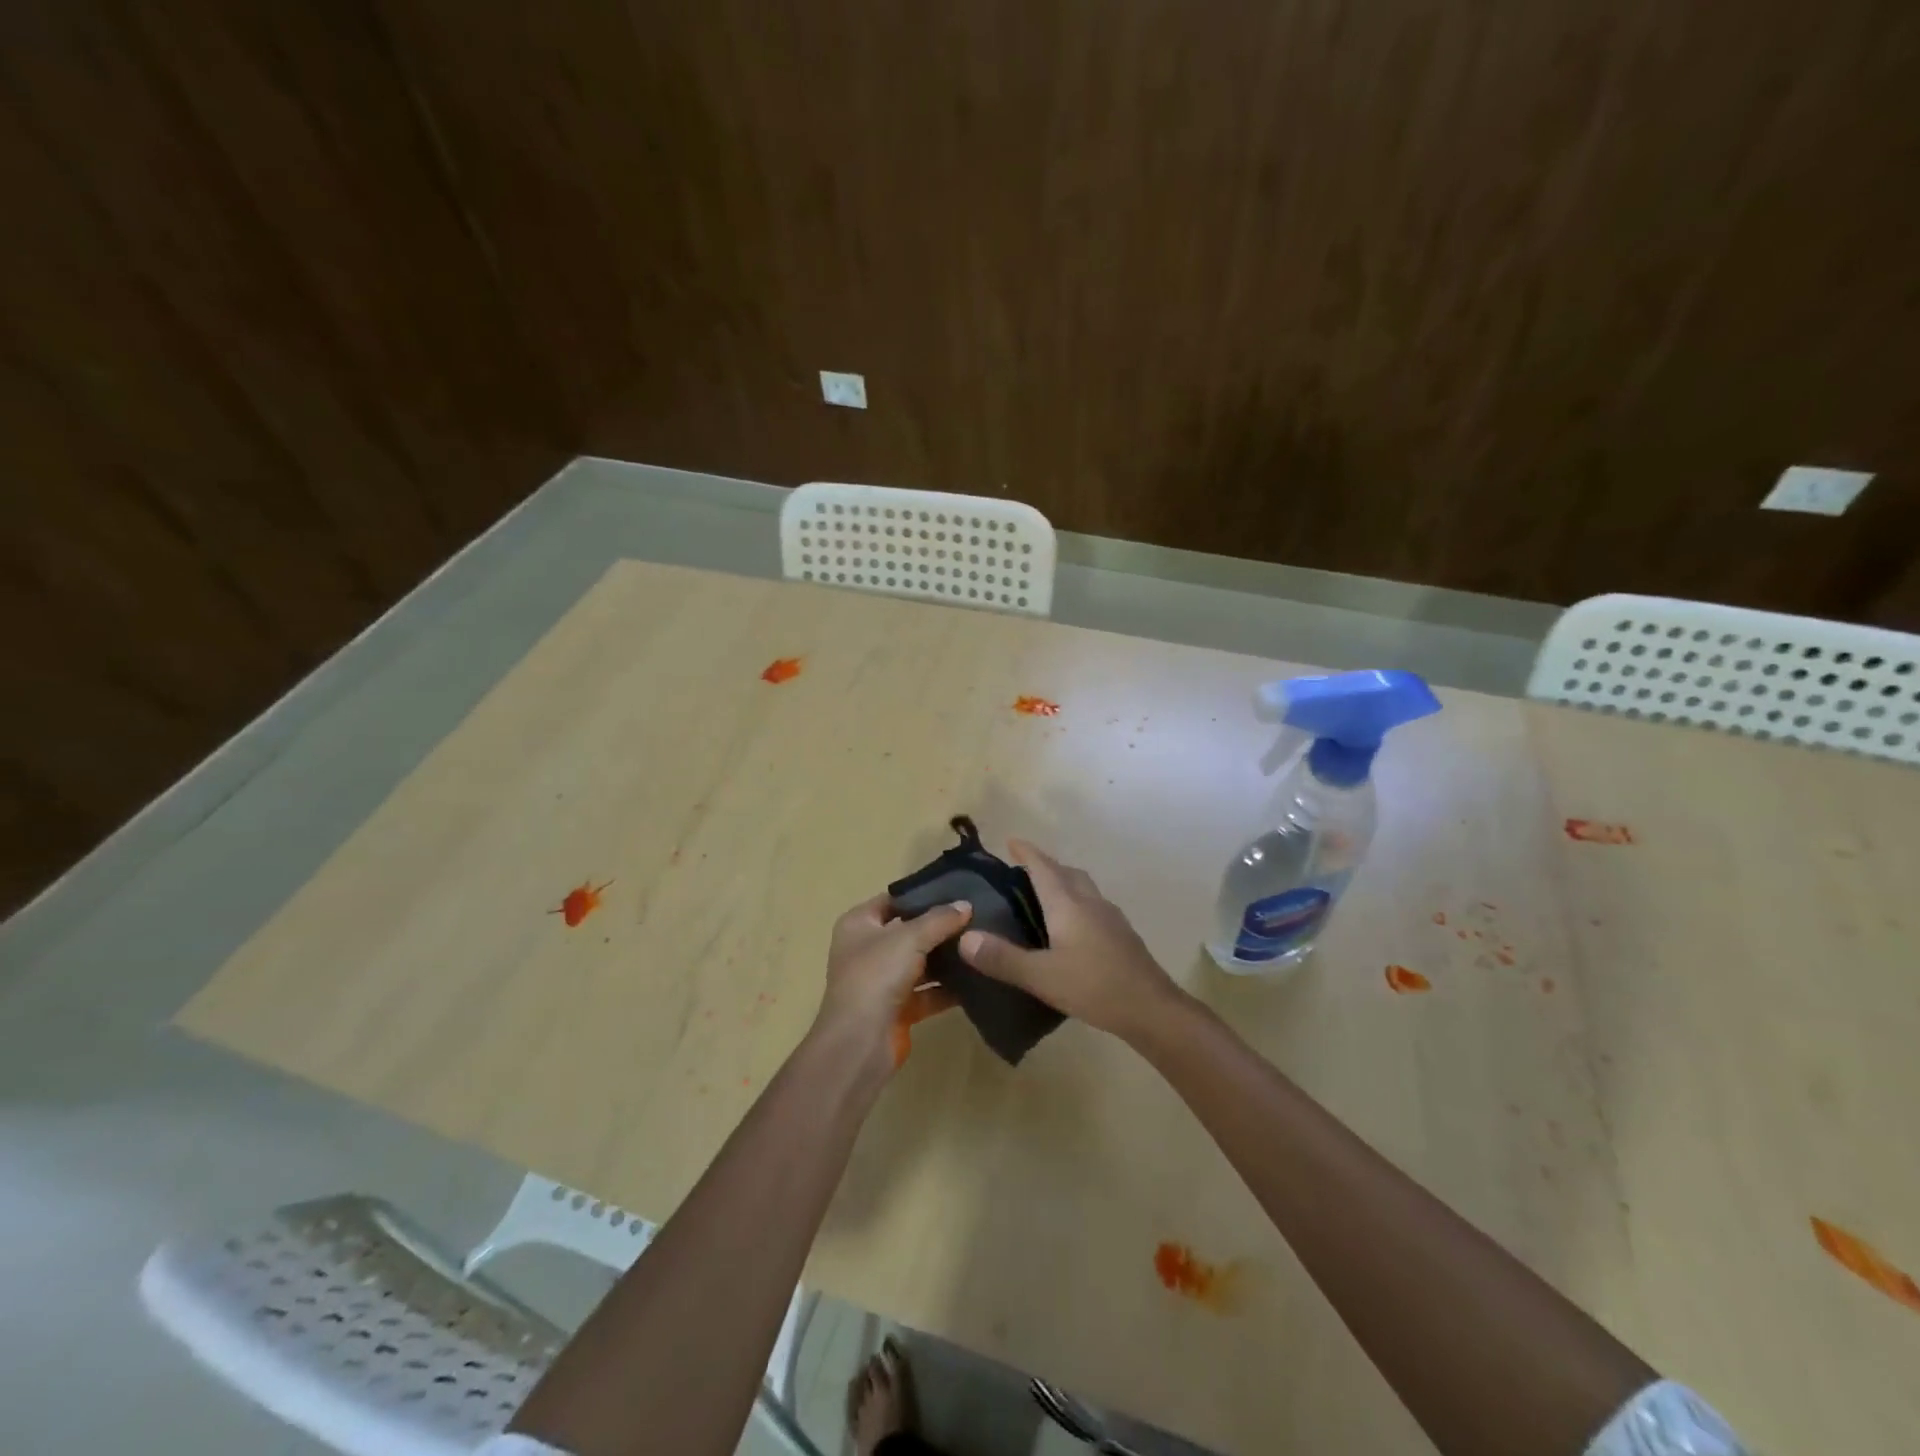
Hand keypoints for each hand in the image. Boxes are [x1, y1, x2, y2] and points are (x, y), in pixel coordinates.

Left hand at [814, 893, 971, 1078]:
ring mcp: (882, 981)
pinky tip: (976, 978)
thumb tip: (966, 905)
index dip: (921, 895)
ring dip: (946, 958)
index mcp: (858, 924)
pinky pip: (928, 992)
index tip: (957, 890)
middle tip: (976, 917)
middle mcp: (867, 950)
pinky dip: (947, 988)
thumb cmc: (876, 976)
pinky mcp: (898, 1009)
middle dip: (939, 927)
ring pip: (920, 963)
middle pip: (908, 931)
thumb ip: (940, 919)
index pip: (893, 900)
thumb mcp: (910, 937)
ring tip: (980, 944)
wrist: (860, 1043)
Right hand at [958, 840, 1181, 1041]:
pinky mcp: (1122, 935)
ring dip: (1063, 882)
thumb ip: (1002, 958)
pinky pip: (1093, 905)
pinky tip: (1071, 928)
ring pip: (1083, 888)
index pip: (1043, 867)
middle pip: (1066, 872)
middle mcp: (1090, 902)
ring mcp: (1110, 917)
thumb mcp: (1041, 976)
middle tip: (1022, 870)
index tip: (1011, 840)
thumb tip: (965, 938)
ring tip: (1044, 896)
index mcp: (1068, 904)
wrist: (1151, 1008)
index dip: (1027, 852)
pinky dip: (1077, 903)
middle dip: (1045, 865)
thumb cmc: (1094, 987)